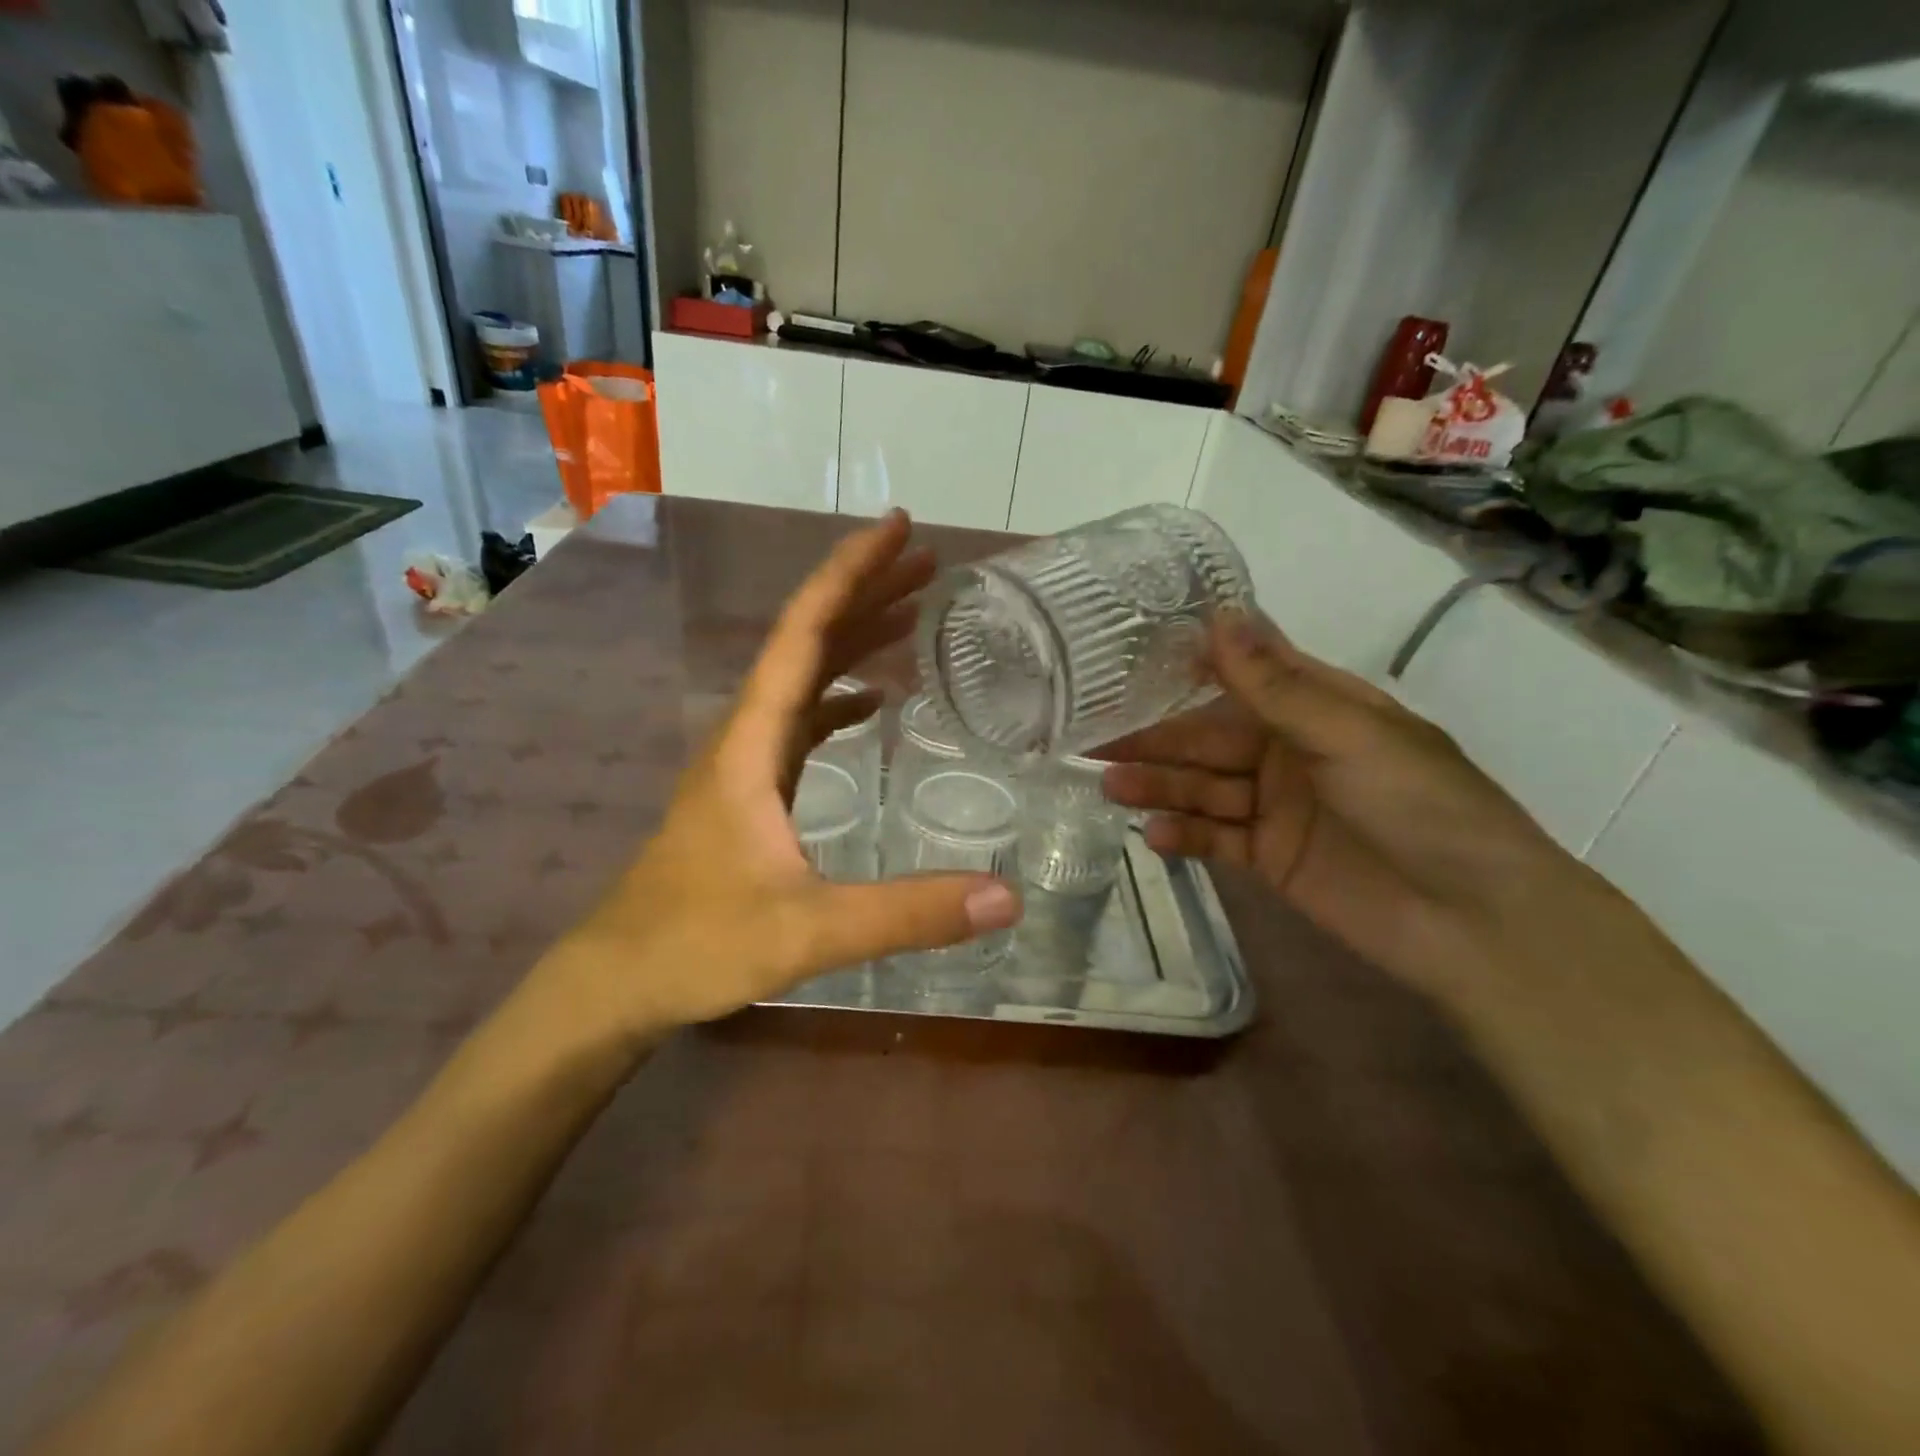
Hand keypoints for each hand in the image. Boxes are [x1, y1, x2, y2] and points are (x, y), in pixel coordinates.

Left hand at [543, 511, 1020, 1038]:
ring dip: (855, 638)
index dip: (850, 573)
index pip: (803, 634)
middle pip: (807, 641)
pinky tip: (874, 701)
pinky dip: (840, 696)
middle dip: (866, 592)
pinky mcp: (751, 791)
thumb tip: (1007, 898)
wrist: (619, 980)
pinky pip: (801, 720)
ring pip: (803, 677)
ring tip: (914, 612)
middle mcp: (745, 735)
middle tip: (929, 563)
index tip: (900, 529)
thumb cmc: (698, 945)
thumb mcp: (809, 931)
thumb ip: (906, 913)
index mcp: (751, 742)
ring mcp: (745, 762)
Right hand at [1101, 610, 1608, 1001]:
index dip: (1185, 668)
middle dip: (1156, 738)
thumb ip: (1275, 685)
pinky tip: (1152, 834)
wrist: (1474, 920)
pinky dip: (1183, 835)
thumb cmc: (1420, 806)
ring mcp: (1275, 806)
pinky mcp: (1268, 857)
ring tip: (1109, 786)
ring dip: (1159, 785)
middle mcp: (1288, 750)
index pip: (1239, 675)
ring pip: (1203, 788)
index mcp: (1315, 707)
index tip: (1124, 660)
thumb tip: (1219, 613)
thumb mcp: (1348, 736)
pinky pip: (1214, 838)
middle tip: (1093, 737)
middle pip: (1208, 737)